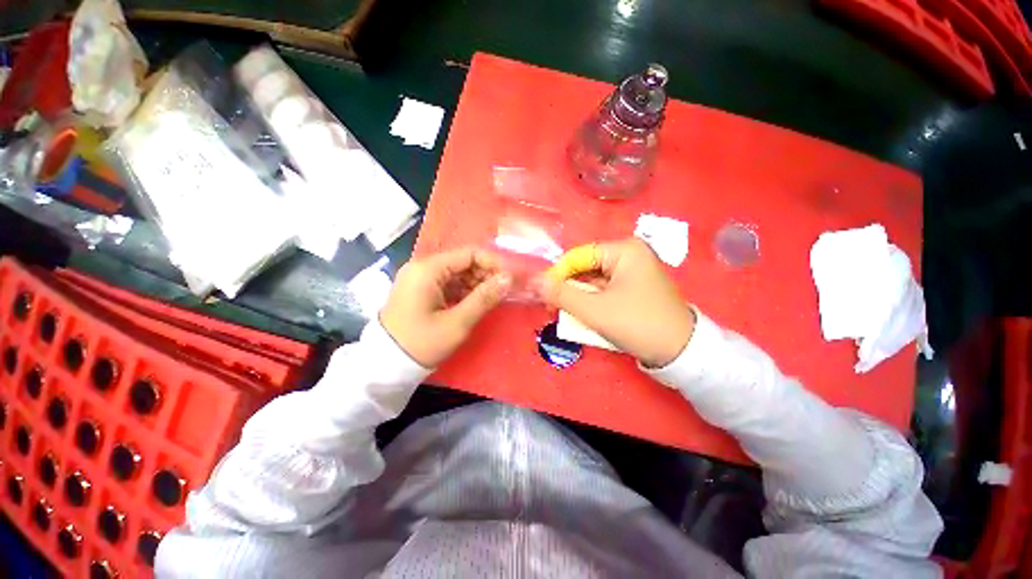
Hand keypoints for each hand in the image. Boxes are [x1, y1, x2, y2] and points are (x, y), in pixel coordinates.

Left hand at [380, 247, 511, 366]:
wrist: (386, 365)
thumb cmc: (422, 343)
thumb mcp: (457, 322)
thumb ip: (484, 298)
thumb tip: (508, 278)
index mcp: (428, 269)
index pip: (469, 254)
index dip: (493, 263)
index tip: (511, 277)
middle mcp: (422, 267)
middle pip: (463, 262)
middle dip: (486, 274)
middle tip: (505, 290)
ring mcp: (420, 278)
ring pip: (457, 273)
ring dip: (477, 283)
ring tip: (495, 297)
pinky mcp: (421, 290)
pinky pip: (449, 284)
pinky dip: (465, 291)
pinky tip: (478, 302)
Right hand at [535, 238, 694, 367]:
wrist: (682, 353)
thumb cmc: (637, 324)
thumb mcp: (595, 310)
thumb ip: (561, 294)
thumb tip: (534, 281)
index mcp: (624, 250)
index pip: (578, 256)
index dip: (558, 275)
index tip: (543, 295)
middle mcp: (630, 255)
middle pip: (586, 269)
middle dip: (569, 289)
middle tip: (553, 309)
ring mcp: (634, 272)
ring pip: (594, 282)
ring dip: (579, 299)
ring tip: (566, 315)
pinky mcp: (635, 288)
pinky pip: (605, 291)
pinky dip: (593, 303)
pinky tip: (584, 317)